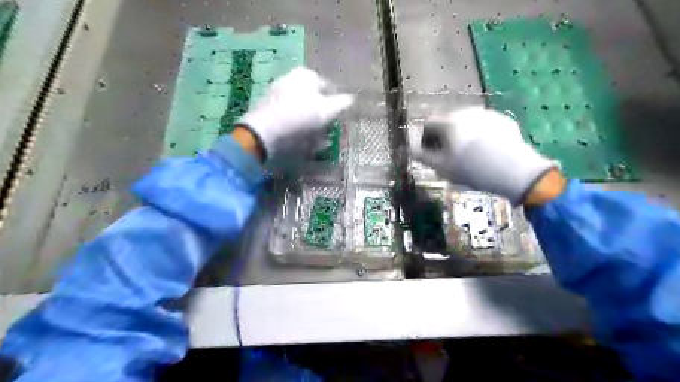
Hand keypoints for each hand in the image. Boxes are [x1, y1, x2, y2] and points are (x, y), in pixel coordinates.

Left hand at [237, 67, 352, 156]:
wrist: (267, 129)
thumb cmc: (302, 116)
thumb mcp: (328, 110)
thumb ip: (342, 103)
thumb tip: (351, 99)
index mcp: (307, 74)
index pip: (329, 88)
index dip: (336, 105)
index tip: (337, 120)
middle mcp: (291, 77)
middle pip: (314, 97)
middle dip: (322, 113)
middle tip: (326, 129)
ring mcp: (278, 90)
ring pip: (301, 106)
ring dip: (310, 121)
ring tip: (314, 138)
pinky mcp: (268, 105)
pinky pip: (289, 113)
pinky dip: (296, 123)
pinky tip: (299, 136)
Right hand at [408, 108, 556, 205]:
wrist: (514, 171)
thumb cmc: (471, 169)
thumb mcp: (441, 166)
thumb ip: (422, 156)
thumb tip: (408, 149)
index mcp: (449, 122)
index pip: (428, 124)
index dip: (425, 139)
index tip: (430, 154)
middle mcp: (466, 112)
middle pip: (447, 122)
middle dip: (443, 137)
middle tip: (448, 156)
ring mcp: (487, 114)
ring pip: (466, 123)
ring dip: (461, 135)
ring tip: (468, 155)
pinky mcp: (503, 120)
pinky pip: (484, 126)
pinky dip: (479, 135)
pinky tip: (485, 151)